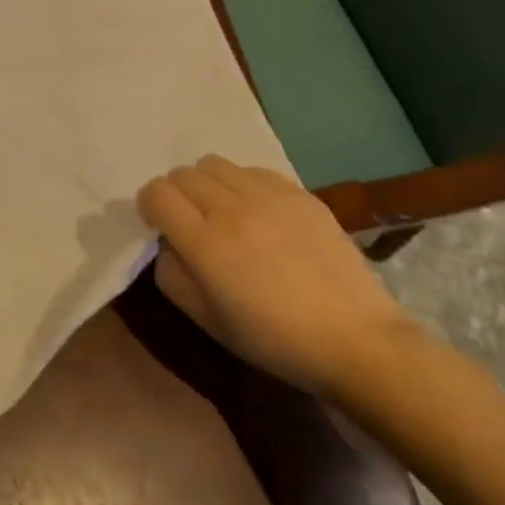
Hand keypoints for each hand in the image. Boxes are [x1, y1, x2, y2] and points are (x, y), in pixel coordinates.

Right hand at [137, 155, 417, 393]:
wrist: (355, 339)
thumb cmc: (273, 340)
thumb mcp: (205, 320)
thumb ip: (171, 274)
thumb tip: (166, 242)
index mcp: (205, 243)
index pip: (157, 193)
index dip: (149, 205)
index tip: (158, 225)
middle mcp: (232, 208)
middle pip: (182, 174)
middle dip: (175, 194)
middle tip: (190, 221)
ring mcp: (269, 196)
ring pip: (214, 164)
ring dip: (206, 183)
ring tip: (222, 211)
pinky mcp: (299, 193)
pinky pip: (252, 170)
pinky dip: (242, 184)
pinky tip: (257, 212)